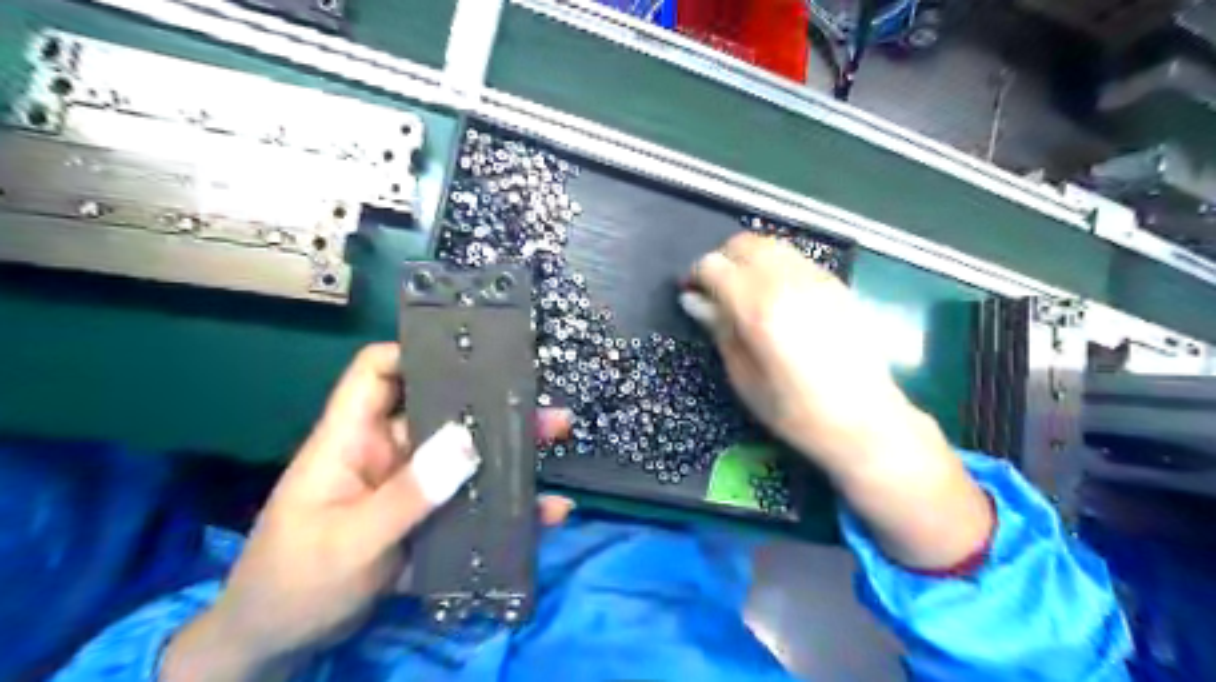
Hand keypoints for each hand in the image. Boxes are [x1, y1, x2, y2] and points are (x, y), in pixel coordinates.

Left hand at [162, 347, 574, 681]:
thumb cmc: (294, 583)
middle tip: (542, 404)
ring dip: (508, 450)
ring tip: (557, 438)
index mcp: (352, 439)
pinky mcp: (428, 518)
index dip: (416, 352)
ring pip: (464, 455)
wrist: (281, 643)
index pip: (377, 372)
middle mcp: (386, 452)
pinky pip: (472, 502)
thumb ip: (408, 495)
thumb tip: (467, 442)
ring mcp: (410, 486)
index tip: (471, 352)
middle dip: (490, 404)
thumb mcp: (349, 541)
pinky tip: (546, 510)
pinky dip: (506, 505)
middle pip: (440, 411)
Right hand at [682, 231, 910, 471]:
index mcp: (758, 308)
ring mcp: (816, 278)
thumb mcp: (744, 377)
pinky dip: (775, 265)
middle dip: (722, 260)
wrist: (865, 421)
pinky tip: (775, 295)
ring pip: (771, 245)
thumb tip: (695, 300)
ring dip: (749, 259)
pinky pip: (795, 259)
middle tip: (716, 290)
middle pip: (743, 244)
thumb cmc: (795, 411)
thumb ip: (719, 329)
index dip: (696, 276)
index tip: (692, 293)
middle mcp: (787, 282)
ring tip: (744, 290)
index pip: (714, 266)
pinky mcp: (836, 284)